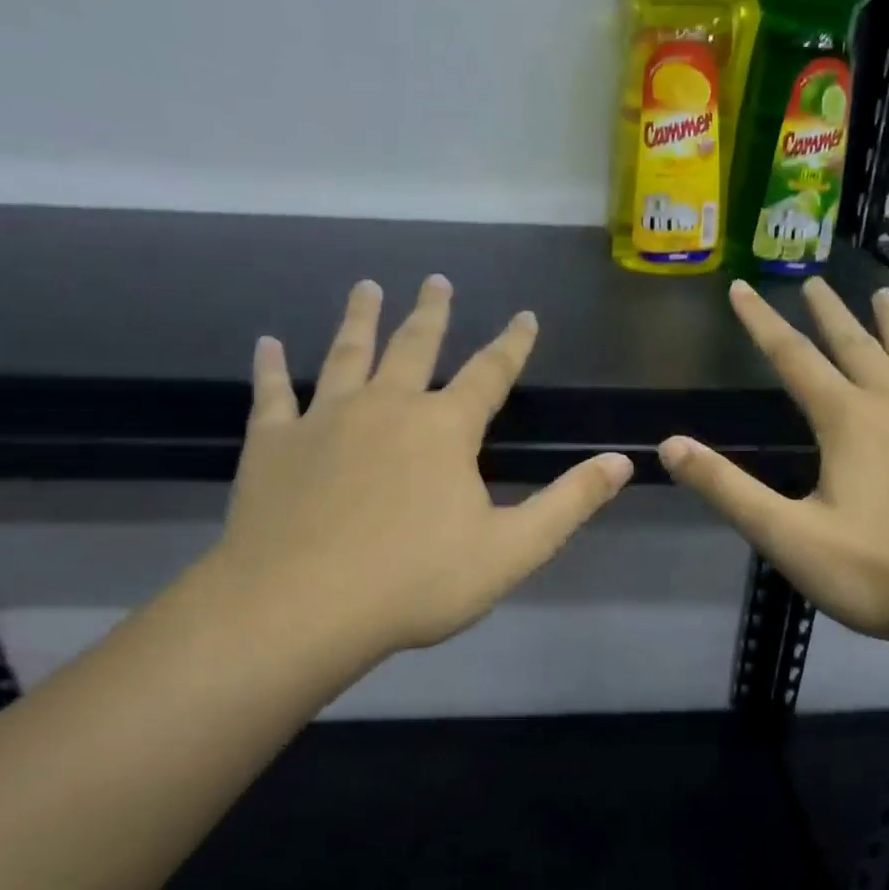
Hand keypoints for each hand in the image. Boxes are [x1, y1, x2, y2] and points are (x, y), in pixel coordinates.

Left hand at [208, 276, 632, 675]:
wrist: (301, 609)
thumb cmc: (416, 582)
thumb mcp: (512, 549)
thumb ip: (569, 502)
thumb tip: (622, 461)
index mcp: (445, 429)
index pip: (490, 373)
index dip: (512, 344)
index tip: (524, 315)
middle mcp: (387, 407)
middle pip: (414, 346)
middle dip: (431, 313)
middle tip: (436, 280)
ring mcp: (325, 419)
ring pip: (347, 354)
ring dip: (359, 318)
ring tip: (367, 287)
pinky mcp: (274, 444)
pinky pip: (272, 394)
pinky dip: (270, 368)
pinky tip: (266, 344)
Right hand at [659, 278, 888, 649]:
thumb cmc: (881, 573)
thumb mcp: (789, 538)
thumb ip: (728, 489)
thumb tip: (670, 445)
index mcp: (847, 422)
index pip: (792, 358)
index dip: (760, 322)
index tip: (741, 288)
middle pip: (855, 346)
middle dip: (829, 313)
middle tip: (814, 282)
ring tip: (885, 295)